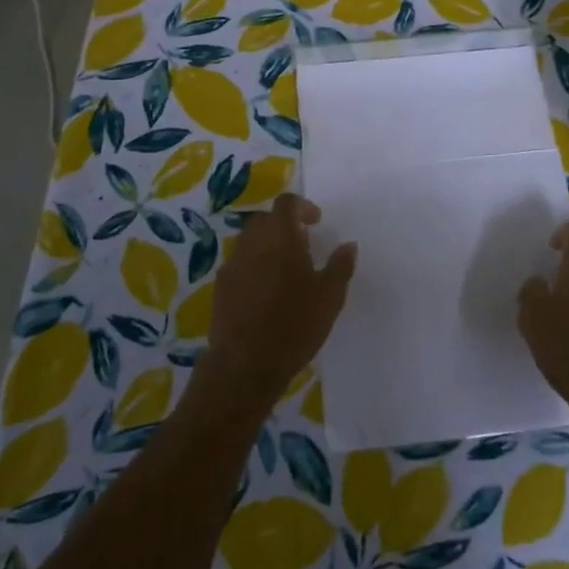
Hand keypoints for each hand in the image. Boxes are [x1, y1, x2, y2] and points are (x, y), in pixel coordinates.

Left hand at [199, 194, 357, 406]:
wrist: (245, 364)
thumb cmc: (294, 325)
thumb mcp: (329, 297)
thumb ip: (340, 266)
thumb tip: (348, 245)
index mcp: (280, 237)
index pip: (286, 203)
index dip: (302, 206)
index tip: (316, 222)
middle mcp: (251, 243)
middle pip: (265, 220)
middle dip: (283, 226)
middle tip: (303, 245)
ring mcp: (232, 265)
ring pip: (250, 242)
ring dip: (267, 247)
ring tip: (286, 271)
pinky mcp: (220, 288)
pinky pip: (239, 265)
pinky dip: (254, 267)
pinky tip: (266, 293)